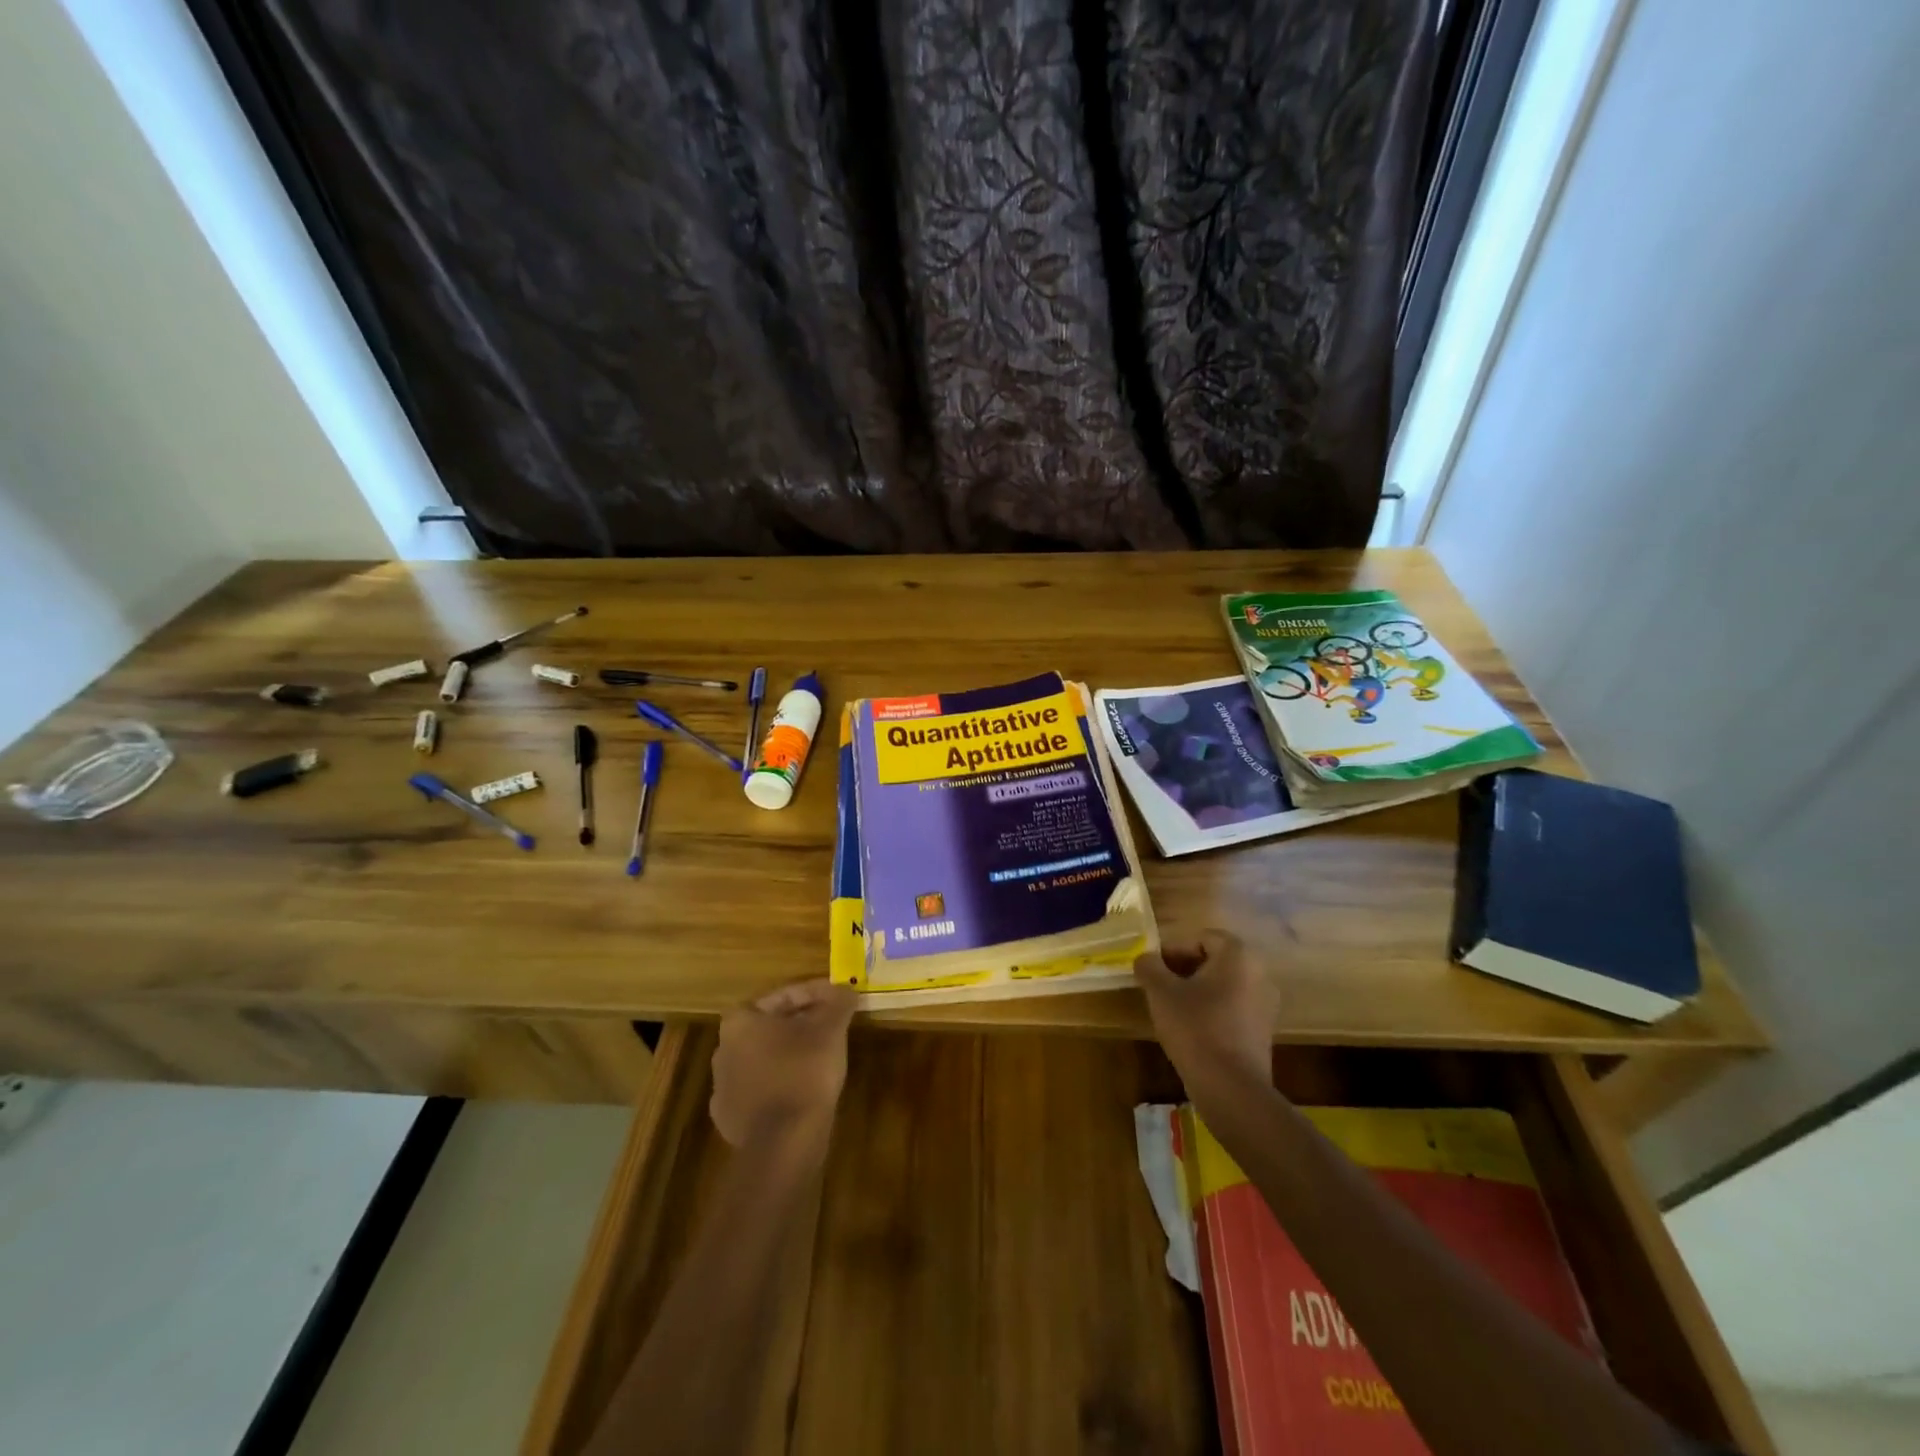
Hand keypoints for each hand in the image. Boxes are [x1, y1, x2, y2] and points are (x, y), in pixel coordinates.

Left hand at [710, 979, 856, 1153]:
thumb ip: (838, 1002)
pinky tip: (803, 1088)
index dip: (816, 993)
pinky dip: (782, 1083)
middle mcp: (723, 1050)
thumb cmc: (803, 1072)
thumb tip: (846, 989)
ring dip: (790, 1053)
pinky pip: (761, 1089)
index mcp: (740, 1021)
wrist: (783, 1144)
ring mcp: (722, 1087)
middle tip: (832, 1024)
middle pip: (771, 1026)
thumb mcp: (830, 1029)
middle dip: (802, 1022)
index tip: (839, 998)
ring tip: (822, 1056)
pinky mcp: (731, 1119)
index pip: (783, 996)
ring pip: (765, 1058)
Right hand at [1135, 931, 1278, 1097]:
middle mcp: (1258, 973)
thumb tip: (1145, 958)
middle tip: (1159, 987)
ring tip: (1172, 1009)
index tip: (1154, 970)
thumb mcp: (1160, 992)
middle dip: (1184, 970)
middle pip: (1214, 960)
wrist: (1231, 1088)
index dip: (1173, 950)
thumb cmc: (1195, 1028)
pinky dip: (1212, 1011)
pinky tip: (1192, 1030)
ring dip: (1197, 991)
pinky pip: (1233, 1008)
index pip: (1201, 938)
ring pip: (1223, 985)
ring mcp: (1265, 1004)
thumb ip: (1149, 966)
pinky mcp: (1264, 1031)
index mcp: (1237, 955)